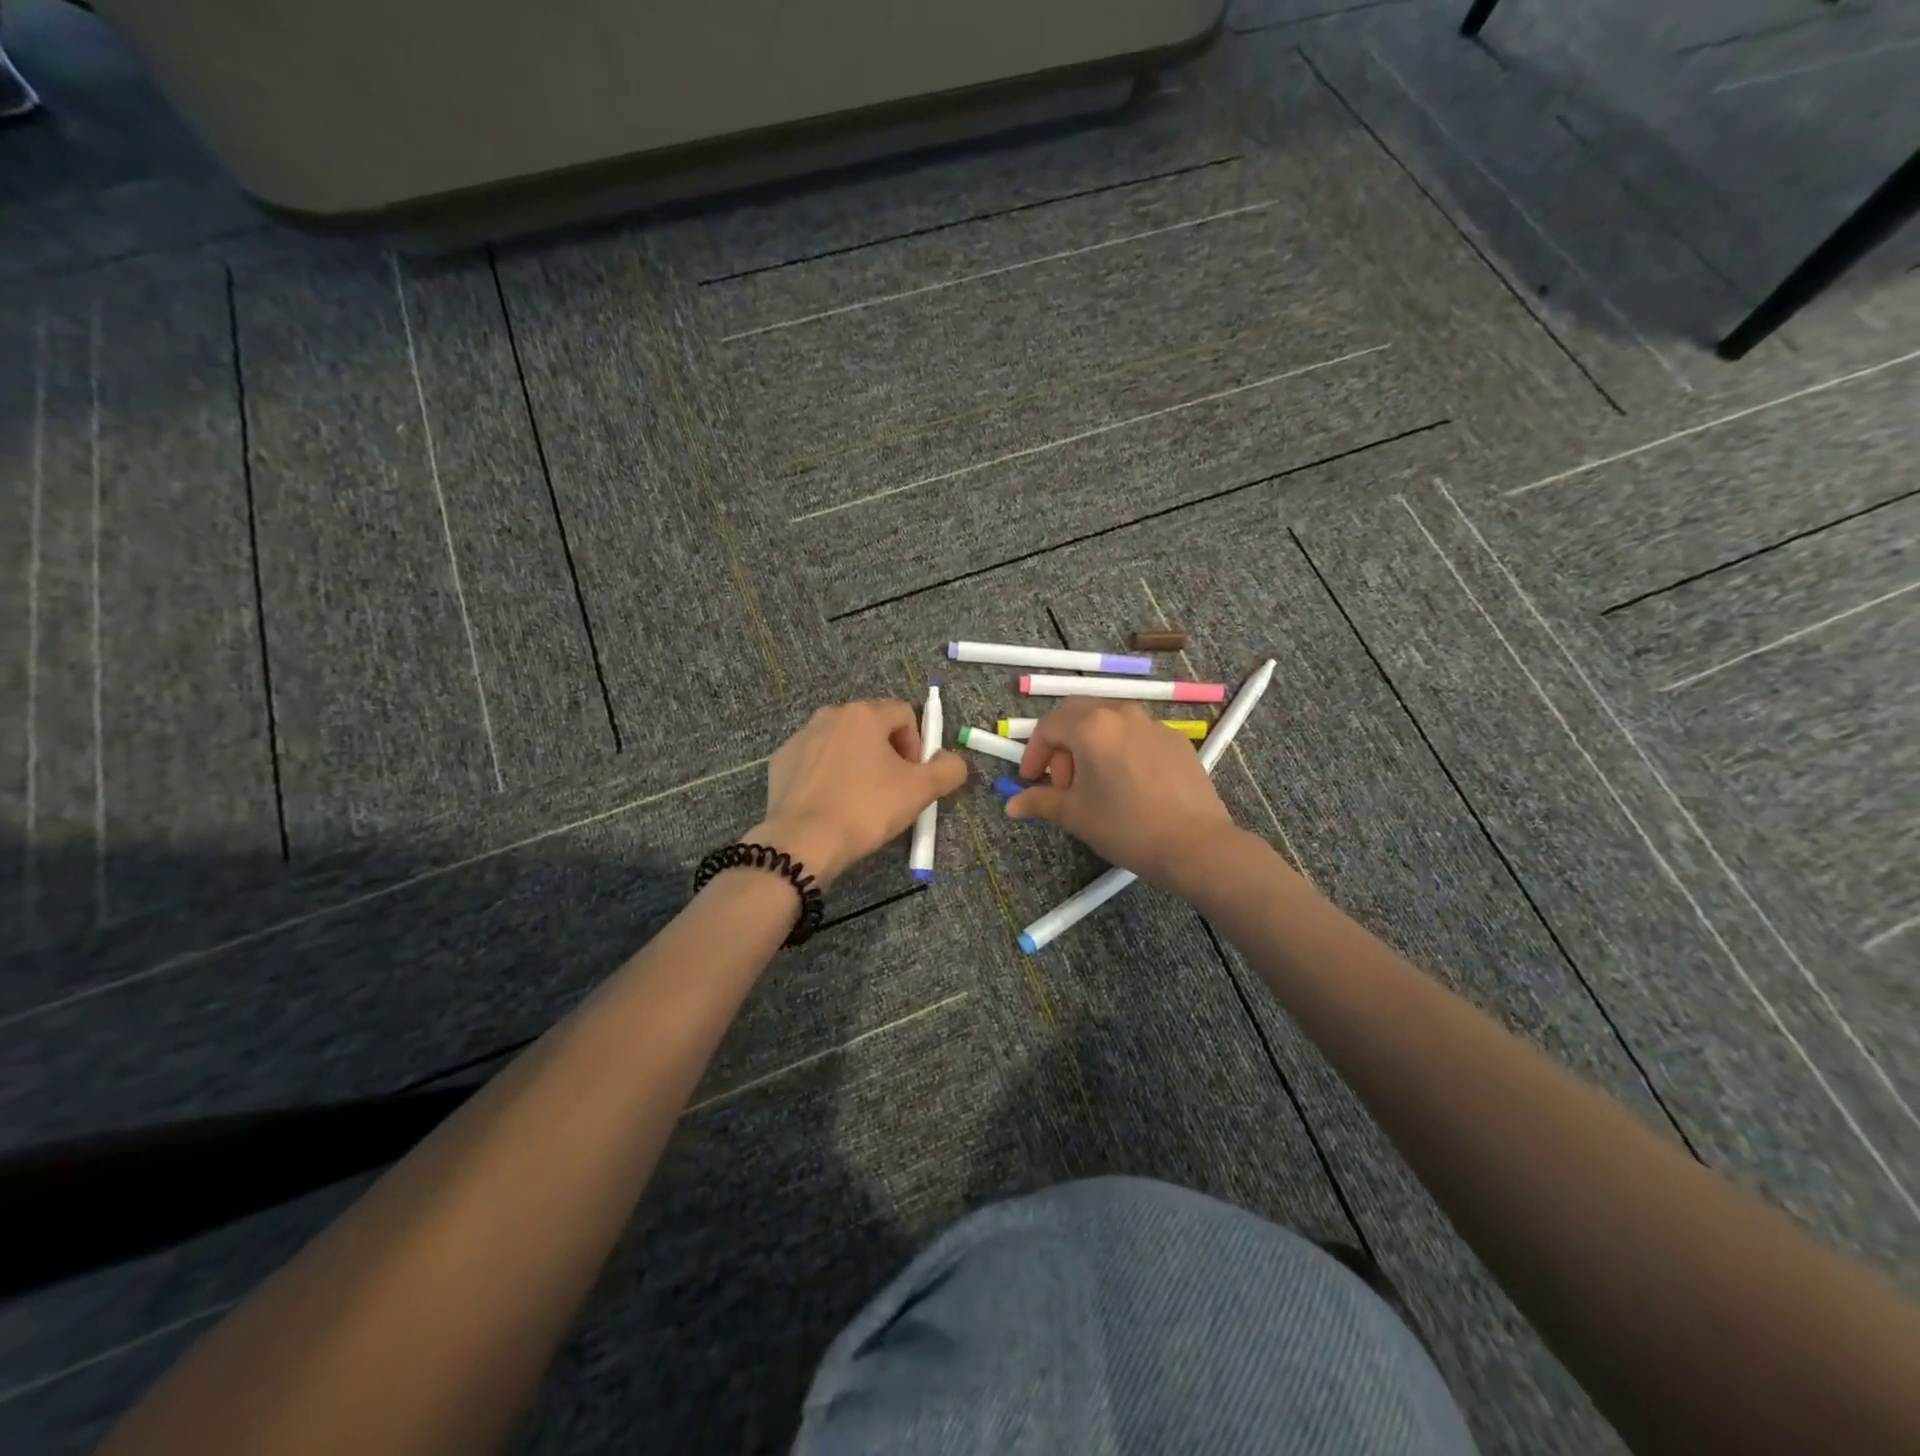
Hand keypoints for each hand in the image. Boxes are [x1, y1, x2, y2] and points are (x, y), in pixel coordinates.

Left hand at [749, 700, 966, 885]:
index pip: (905, 714)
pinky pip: (815, 761)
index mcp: (864, 714)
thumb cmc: (866, 809)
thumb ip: (948, 769)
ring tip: (860, 800)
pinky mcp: (781, 761)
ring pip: (842, 743)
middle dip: (887, 753)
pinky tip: (831, 804)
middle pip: (872, 726)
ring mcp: (801, 737)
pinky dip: (828, 776)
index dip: (917, 745)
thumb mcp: (920, 791)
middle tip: (891, 790)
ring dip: (857, 763)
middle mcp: (830, 715)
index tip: (914, 778)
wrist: (803, 842)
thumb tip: (953, 761)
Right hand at [1007, 699, 1236, 889]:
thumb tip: (1012, 804)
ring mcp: (1152, 724)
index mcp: (1091, 726)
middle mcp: (1121, 713)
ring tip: (1094, 784)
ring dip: (1090, 745)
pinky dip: (1119, 750)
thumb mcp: (1075, 815)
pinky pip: (1136, 735)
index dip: (1034, 754)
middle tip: (1062, 781)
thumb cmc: (1126, 826)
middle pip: (1077, 714)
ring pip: (1108, 722)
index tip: (1032, 782)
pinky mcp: (1176, 740)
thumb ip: (1040, 801)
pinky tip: (1127, 785)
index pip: (1048, 727)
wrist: (1195, 844)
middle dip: (1061, 744)